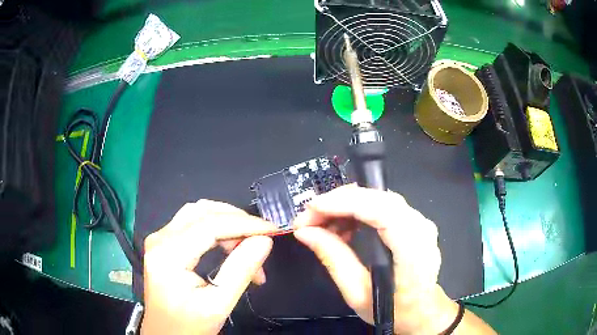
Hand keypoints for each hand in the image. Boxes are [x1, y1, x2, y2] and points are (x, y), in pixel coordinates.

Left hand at [141, 200, 273, 334]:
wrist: (166, 334)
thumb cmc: (188, 325)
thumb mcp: (218, 304)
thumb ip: (241, 270)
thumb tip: (264, 241)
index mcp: (168, 253)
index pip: (210, 224)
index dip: (245, 223)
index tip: (272, 230)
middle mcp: (160, 238)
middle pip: (203, 212)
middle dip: (237, 222)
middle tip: (261, 242)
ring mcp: (160, 239)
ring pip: (199, 214)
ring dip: (227, 225)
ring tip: (248, 249)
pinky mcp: (165, 244)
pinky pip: (194, 225)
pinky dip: (217, 231)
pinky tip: (231, 248)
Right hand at [293, 185, 456, 333]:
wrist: (422, 311)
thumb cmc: (393, 310)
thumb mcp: (357, 292)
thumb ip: (333, 259)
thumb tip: (305, 232)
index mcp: (413, 250)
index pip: (380, 211)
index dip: (344, 203)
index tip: (311, 209)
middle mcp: (421, 227)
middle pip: (378, 198)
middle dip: (338, 202)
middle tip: (308, 218)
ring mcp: (421, 221)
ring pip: (379, 198)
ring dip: (346, 205)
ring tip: (321, 224)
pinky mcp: (415, 221)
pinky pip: (383, 206)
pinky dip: (358, 210)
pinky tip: (343, 227)